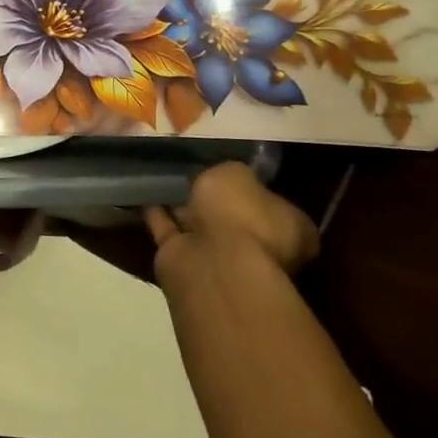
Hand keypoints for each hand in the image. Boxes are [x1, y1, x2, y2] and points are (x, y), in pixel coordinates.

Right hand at [145, 162, 317, 282]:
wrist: (210, 261)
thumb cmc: (240, 214)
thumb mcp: (237, 174)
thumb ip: (232, 174)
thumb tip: (226, 178)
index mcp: (291, 229)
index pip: (275, 205)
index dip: (254, 189)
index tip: (232, 175)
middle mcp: (262, 248)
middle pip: (236, 219)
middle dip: (217, 204)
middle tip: (194, 176)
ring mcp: (223, 259)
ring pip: (202, 228)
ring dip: (184, 210)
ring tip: (162, 182)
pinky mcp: (186, 263)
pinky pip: (170, 232)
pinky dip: (158, 216)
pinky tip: (145, 196)